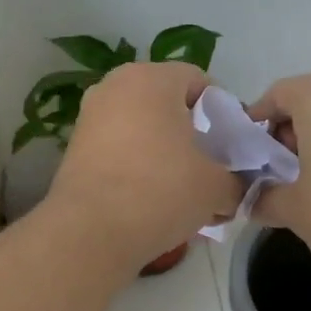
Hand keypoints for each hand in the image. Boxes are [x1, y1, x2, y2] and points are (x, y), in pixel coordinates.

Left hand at [46, 62, 245, 271]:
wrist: (91, 232)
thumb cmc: (161, 191)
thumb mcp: (217, 187)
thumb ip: (236, 181)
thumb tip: (235, 189)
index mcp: (152, 78)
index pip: (200, 82)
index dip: (223, 114)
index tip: (231, 148)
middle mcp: (115, 87)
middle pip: (168, 106)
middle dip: (192, 136)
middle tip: (210, 170)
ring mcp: (90, 117)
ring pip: (143, 130)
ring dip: (166, 155)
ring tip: (183, 193)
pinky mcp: (75, 149)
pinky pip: (120, 150)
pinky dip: (139, 168)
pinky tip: (153, 201)